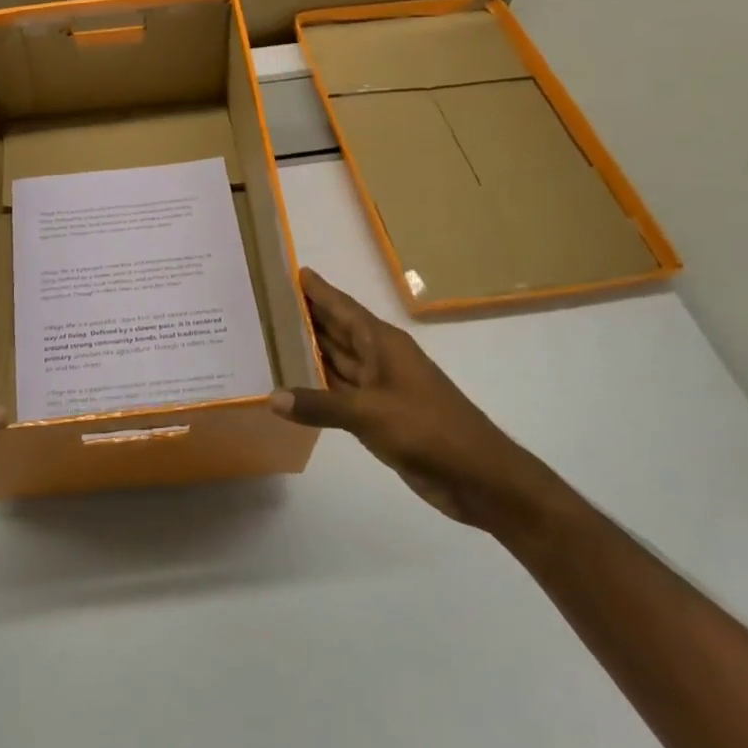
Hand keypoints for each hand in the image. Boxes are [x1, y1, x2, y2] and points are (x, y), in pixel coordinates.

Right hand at [270, 269, 564, 534]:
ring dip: (309, 349)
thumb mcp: (369, 413)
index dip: (319, 290)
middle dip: (307, 316)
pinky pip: (340, 390)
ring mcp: (380, 387)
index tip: (293, 271)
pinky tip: (293, 383)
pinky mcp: (379, 415)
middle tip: (268, 302)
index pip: (344, 308)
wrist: (478, 476)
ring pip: (338, 360)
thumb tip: (272, 397)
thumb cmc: (427, 429)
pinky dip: (318, 384)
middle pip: (338, 330)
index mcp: (383, 344)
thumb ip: (319, 404)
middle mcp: (380, 359)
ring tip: (272, 336)